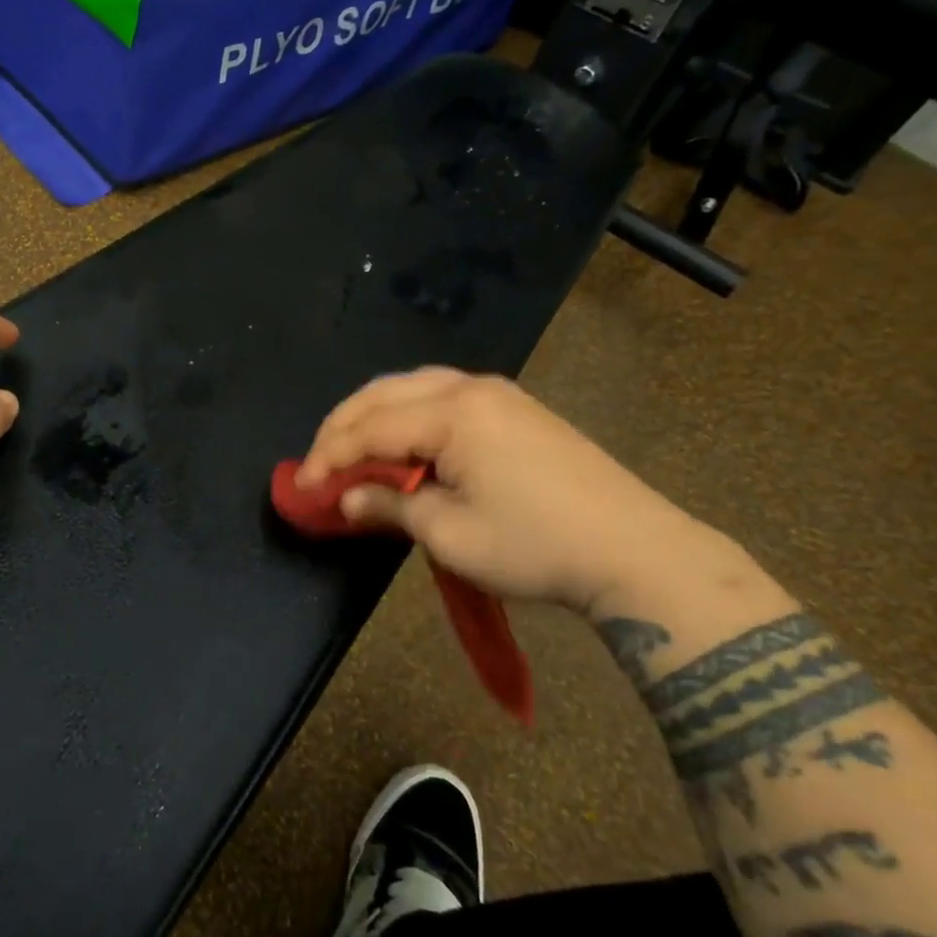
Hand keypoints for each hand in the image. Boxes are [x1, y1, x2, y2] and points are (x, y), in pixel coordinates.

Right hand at [296, 369, 727, 614]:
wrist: (634, 550)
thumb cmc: (534, 545)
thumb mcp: (450, 534)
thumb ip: (390, 508)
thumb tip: (347, 500)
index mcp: (452, 412)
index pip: (370, 428)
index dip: (329, 457)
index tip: (302, 488)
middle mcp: (470, 387)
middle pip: (385, 393)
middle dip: (344, 426)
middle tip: (318, 464)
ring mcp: (497, 393)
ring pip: (413, 387)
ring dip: (375, 415)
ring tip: (351, 449)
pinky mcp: (515, 408)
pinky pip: (442, 395)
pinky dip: (408, 414)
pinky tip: (401, 440)